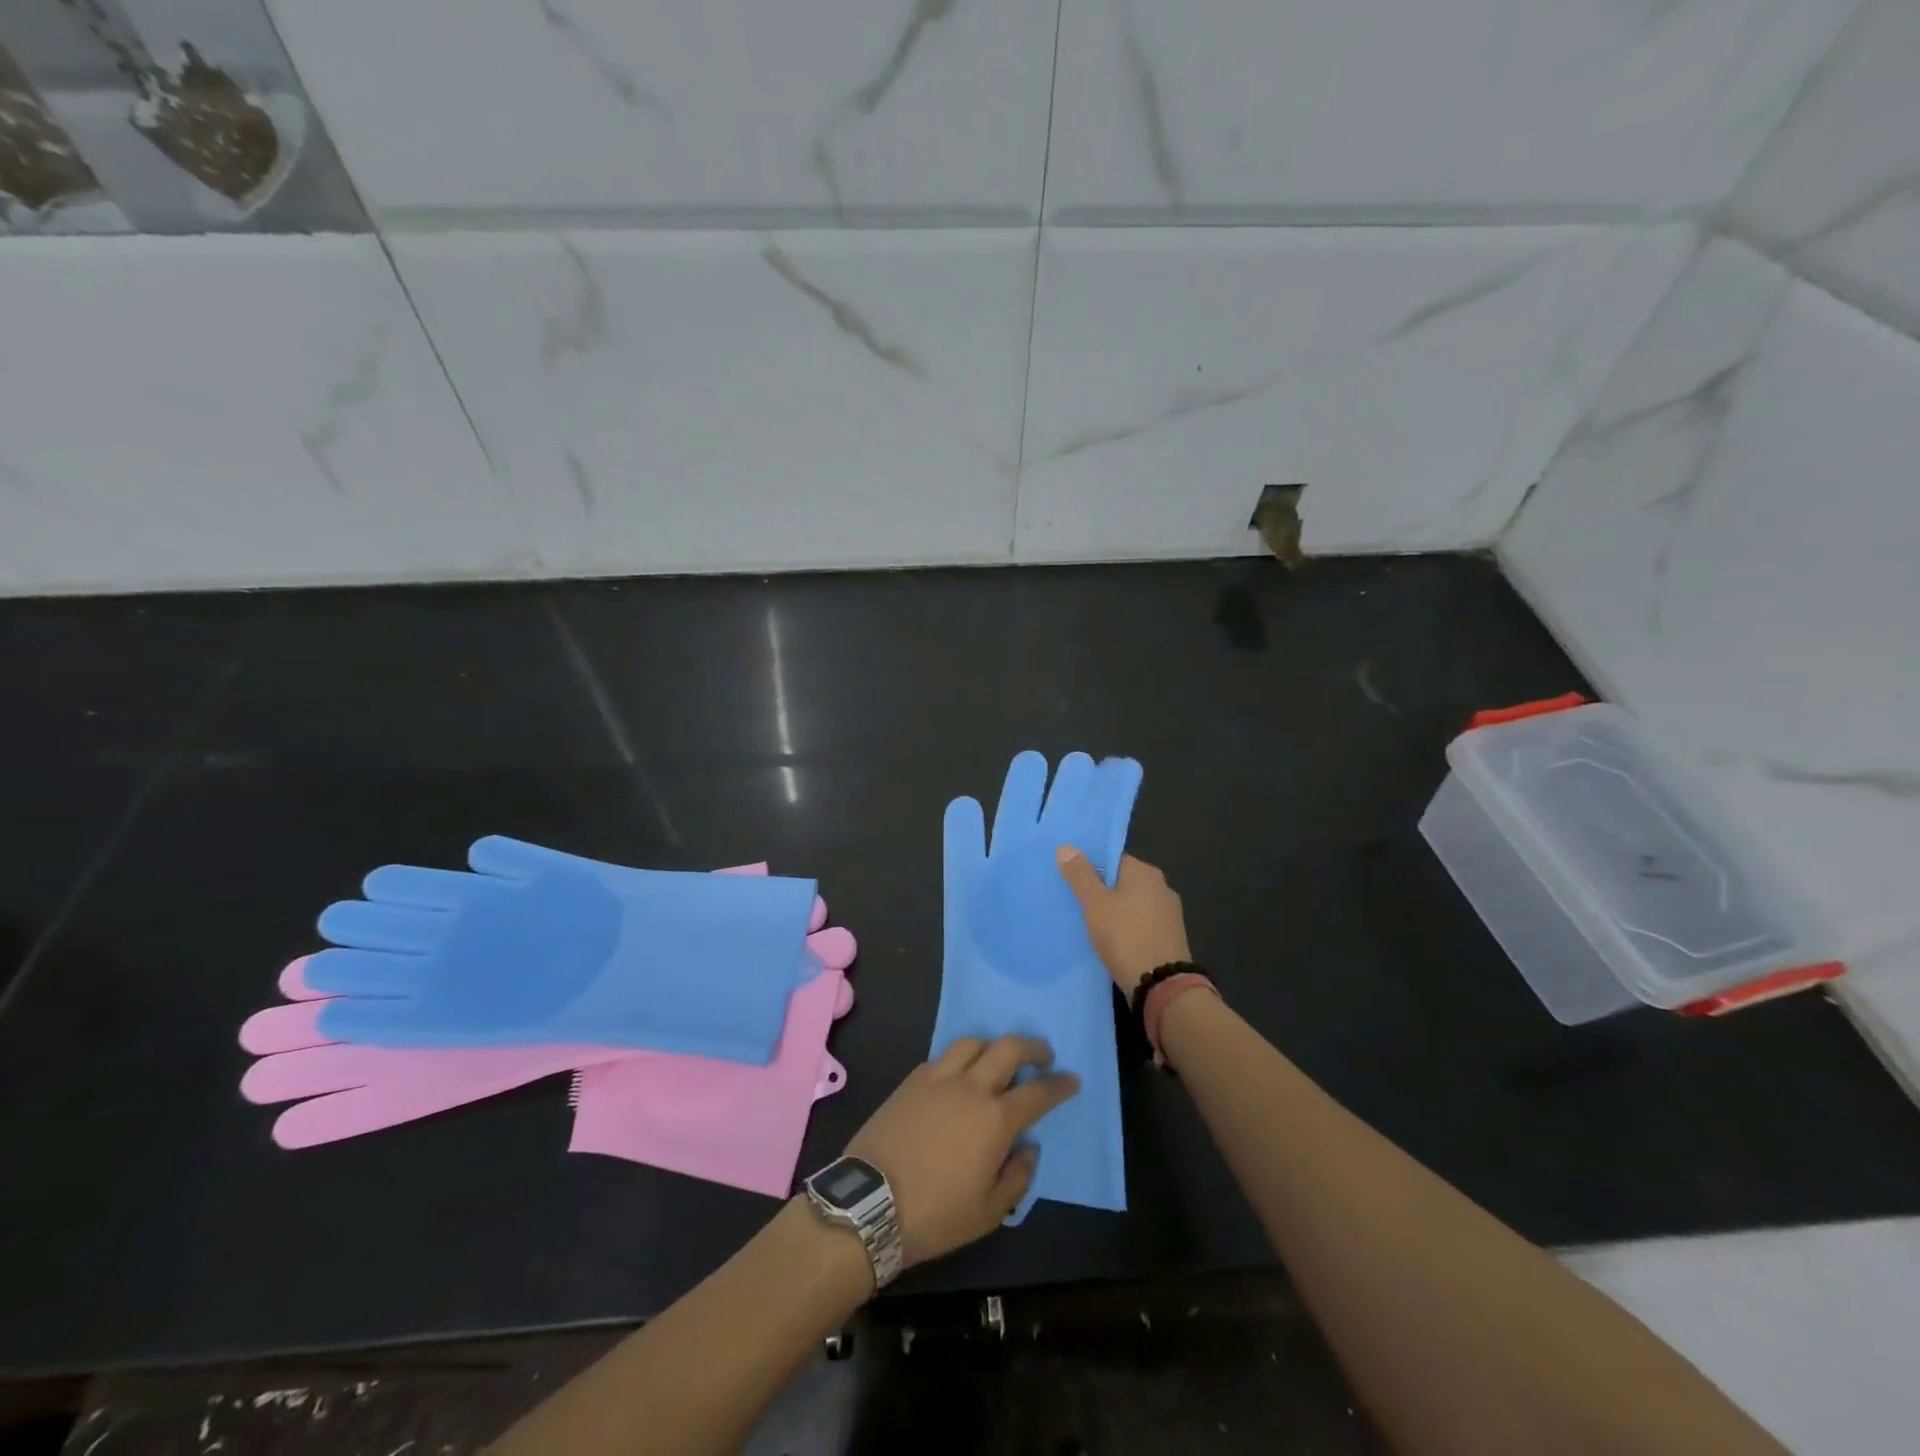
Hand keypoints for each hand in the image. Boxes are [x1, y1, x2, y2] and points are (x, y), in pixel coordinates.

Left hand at [845, 1036, 1078, 1267]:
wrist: (869, 1203)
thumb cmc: (935, 1215)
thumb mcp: (988, 1213)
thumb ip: (1016, 1177)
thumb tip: (1028, 1148)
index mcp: (996, 1119)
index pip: (1038, 1092)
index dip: (1059, 1085)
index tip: (1072, 1079)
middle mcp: (971, 1087)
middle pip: (1008, 1048)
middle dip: (1032, 1047)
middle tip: (1043, 1056)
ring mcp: (938, 1078)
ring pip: (973, 1042)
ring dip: (993, 1046)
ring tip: (998, 1060)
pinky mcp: (912, 1079)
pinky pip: (943, 1056)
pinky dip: (960, 1059)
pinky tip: (959, 1075)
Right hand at [1055, 850, 1191, 995]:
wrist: (1162, 986)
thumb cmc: (1125, 937)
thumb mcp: (1095, 904)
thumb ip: (1080, 875)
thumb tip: (1066, 846)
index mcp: (1146, 872)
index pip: (1112, 859)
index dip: (1090, 868)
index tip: (1071, 881)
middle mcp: (1162, 887)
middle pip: (1123, 881)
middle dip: (1101, 891)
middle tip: (1075, 903)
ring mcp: (1169, 913)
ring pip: (1132, 904)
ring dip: (1114, 911)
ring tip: (1089, 924)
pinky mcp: (1170, 937)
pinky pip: (1141, 923)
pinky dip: (1127, 928)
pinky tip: (1112, 940)